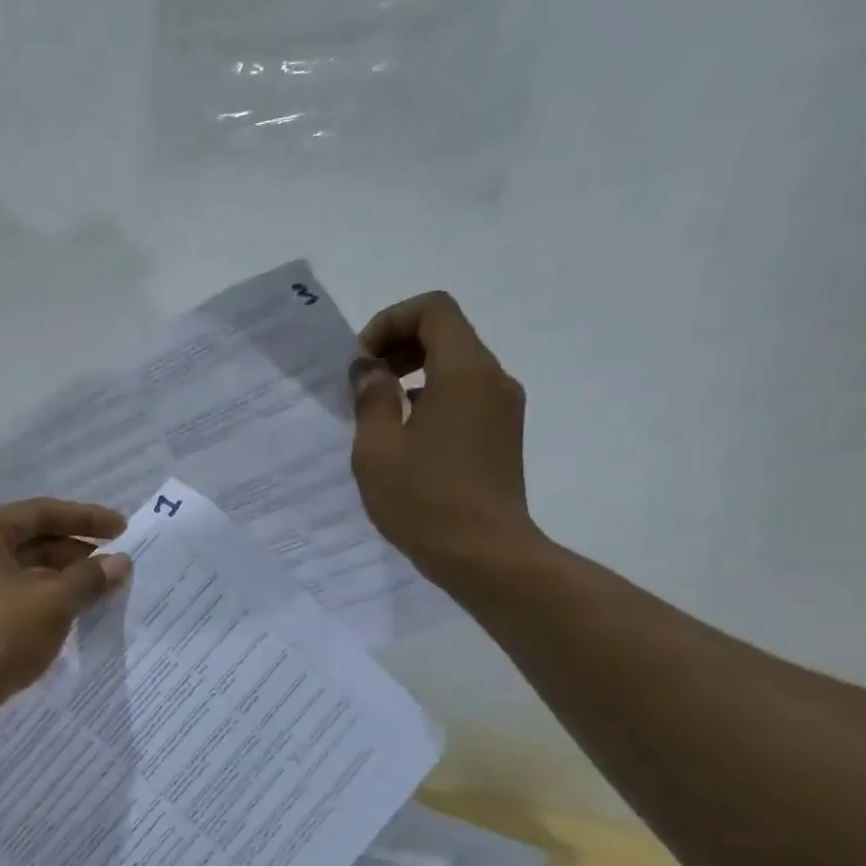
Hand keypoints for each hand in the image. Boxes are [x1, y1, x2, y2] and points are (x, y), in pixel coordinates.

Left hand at [0, 498, 130, 719]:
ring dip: (64, 581)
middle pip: (33, 541)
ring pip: (26, 573)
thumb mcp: (51, 603)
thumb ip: (89, 579)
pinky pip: (17, 599)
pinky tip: (74, 617)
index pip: (41, 512)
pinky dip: (46, 603)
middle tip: (118, 568)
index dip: (86, 519)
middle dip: (77, 554)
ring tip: (104, 593)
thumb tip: (121, 562)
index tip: (123, 529)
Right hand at [349, 292, 542, 584]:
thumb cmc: (424, 500)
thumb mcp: (378, 450)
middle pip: (446, 333)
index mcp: (464, 373)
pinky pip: (464, 396)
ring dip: (413, 375)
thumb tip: (370, 370)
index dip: (390, 322)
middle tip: (363, 384)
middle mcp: (492, 380)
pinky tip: (404, 439)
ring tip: (377, 415)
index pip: (433, 310)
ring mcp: (502, 408)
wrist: (484, 555)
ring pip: (456, 366)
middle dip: (399, 346)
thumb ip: (371, 399)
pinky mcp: (502, 435)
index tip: (362, 363)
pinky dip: (431, 399)